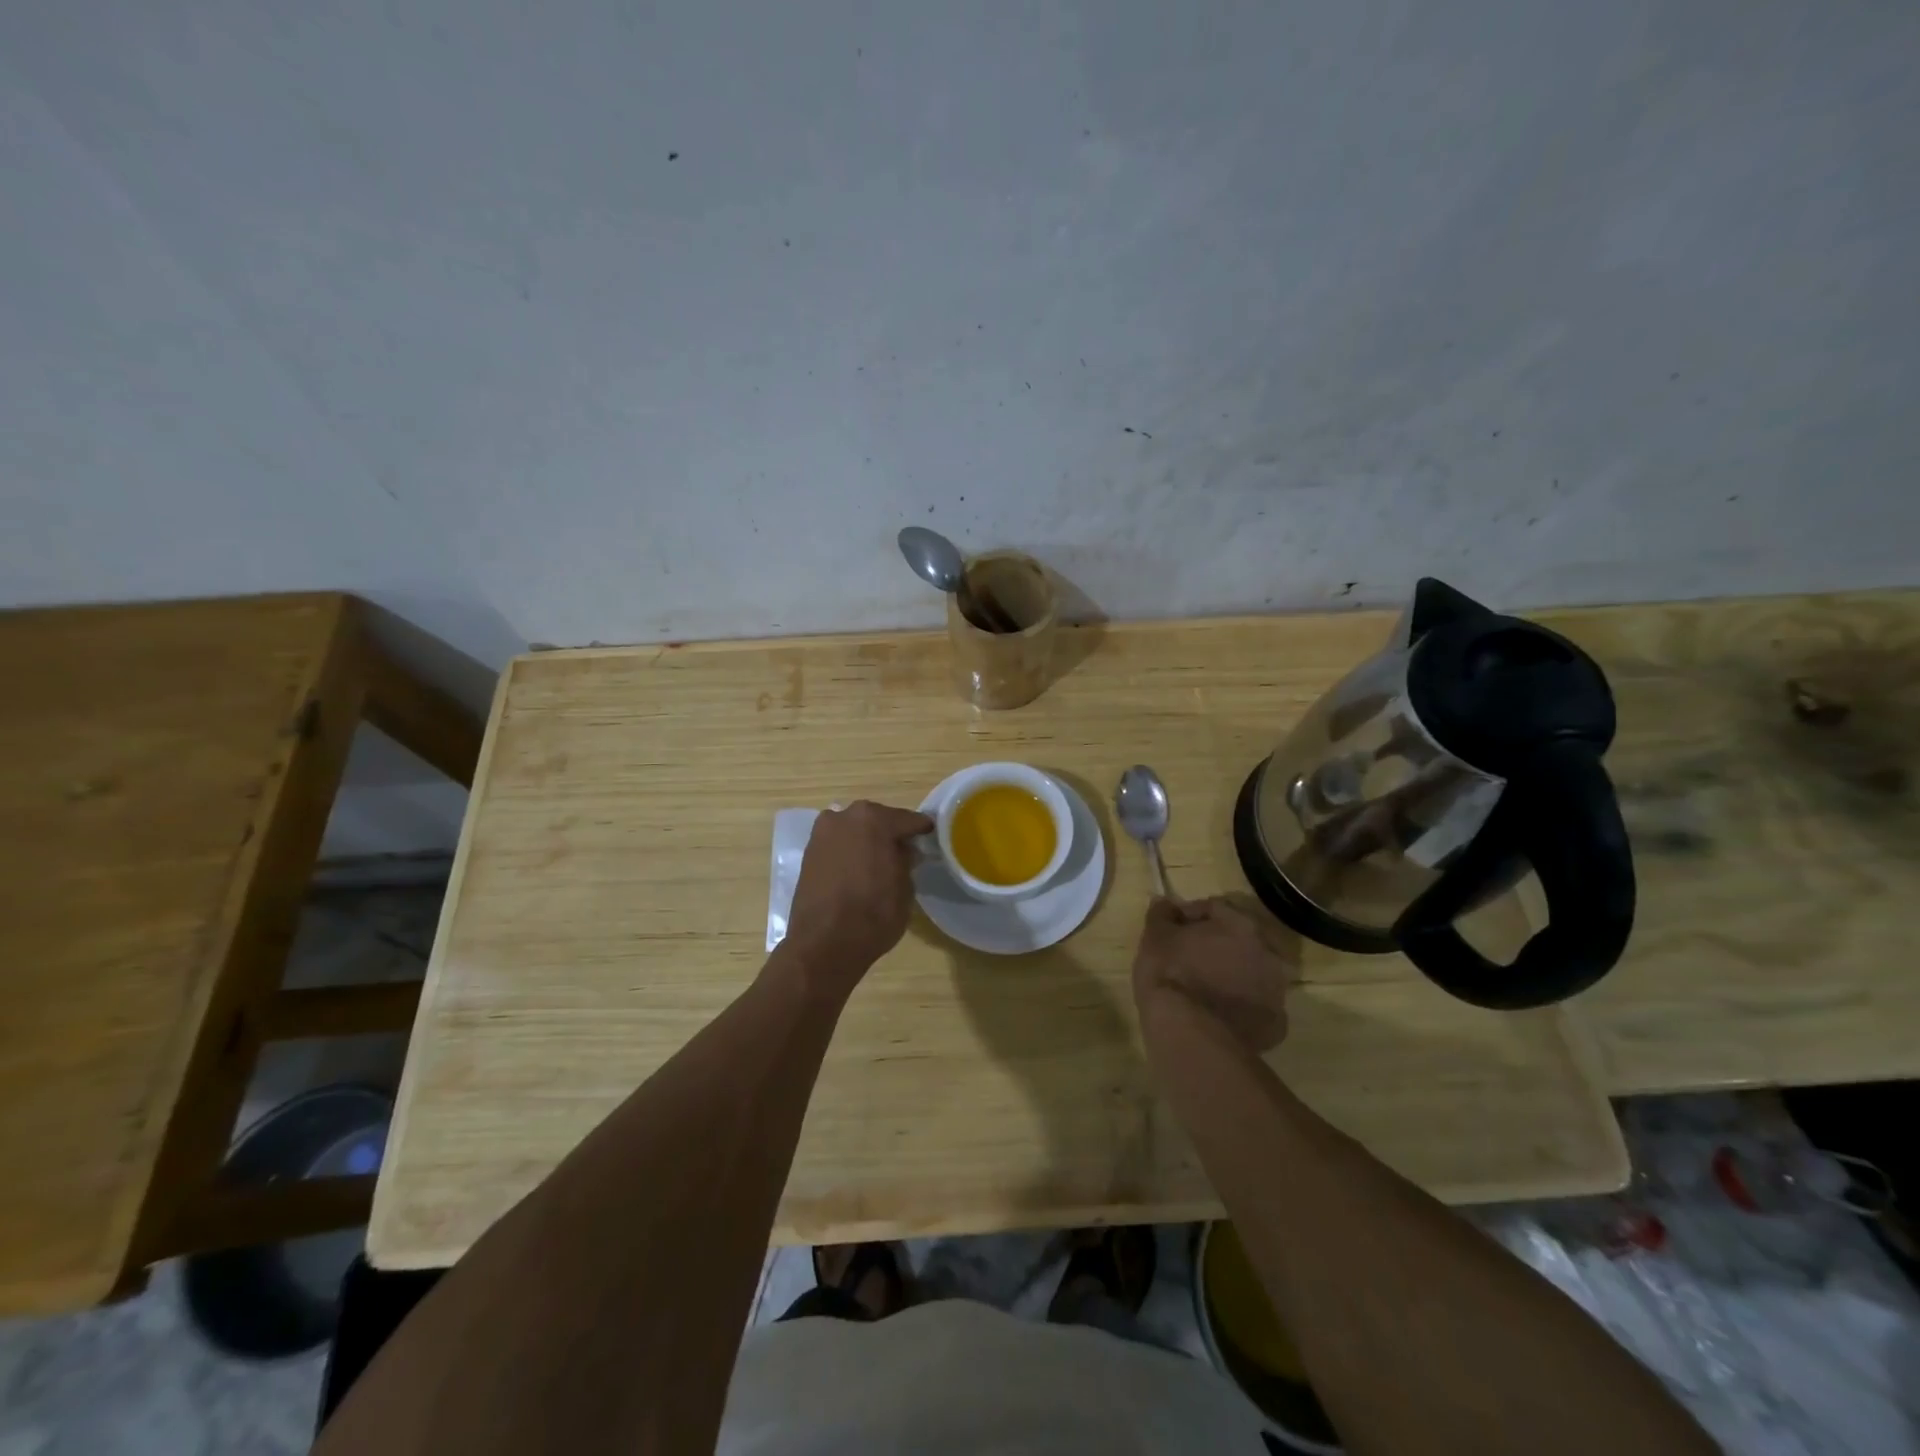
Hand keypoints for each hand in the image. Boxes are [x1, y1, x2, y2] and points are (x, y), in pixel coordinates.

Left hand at [783, 800, 933, 988]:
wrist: (823, 944)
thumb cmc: (873, 914)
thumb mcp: (905, 887)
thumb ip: (906, 861)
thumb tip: (903, 851)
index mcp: (873, 819)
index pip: (907, 819)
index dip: (921, 830)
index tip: (930, 837)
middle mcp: (844, 817)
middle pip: (876, 820)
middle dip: (890, 833)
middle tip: (905, 851)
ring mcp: (822, 833)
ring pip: (854, 831)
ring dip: (867, 841)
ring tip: (880, 862)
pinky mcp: (808, 853)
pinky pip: (838, 845)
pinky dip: (849, 852)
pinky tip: (858, 869)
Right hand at [1132, 896, 1297, 1052]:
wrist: (1191, 1035)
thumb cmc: (1171, 975)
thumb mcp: (1155, 938)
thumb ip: (1161, 915)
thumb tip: (1164, 902)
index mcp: (1239, 925)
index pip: (1213, 909)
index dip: (1189, 916)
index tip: (1169, 929)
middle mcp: (1266, 953)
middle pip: (1240, 941)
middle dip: (1217, 945)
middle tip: (1190, 957)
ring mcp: (1275, 991)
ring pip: (1252, 975)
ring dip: (1233, 975)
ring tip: (1204, 988)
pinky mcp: (1275, 1025)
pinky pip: (1255, 1008)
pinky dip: (1240, 1008)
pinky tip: (1219, 1015)